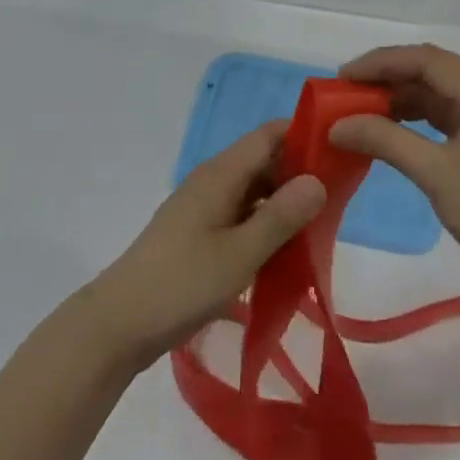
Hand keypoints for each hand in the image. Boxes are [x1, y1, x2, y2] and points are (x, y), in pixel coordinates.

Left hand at [82, 121, 325, 370]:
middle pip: (264, 161)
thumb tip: (318, 179)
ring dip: (284, 204)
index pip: (269, 135)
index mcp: (221, 174)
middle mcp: (212, 181)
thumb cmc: (182, 283)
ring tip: (321, 227)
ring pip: (253, 192)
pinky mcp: (198, 234)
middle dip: (300, 174)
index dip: (305, 135)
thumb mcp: (240, 254)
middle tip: (340, 200)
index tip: (341, 152)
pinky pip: (241, 216)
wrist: (118, 325)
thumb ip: (281, 216)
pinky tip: (286, 252)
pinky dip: (264, 225)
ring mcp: (203, 208)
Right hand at [330, 45, 459, 308]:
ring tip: (362, 114)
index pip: (425, 59)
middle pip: (434, 71)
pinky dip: (421, 119)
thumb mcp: (437, 176)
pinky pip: (453, 115)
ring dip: (403, 100)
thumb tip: (337, 125)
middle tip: (345, 96)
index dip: (379, 63)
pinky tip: (394, 131)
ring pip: (442, 93)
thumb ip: (385, 140)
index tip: (340, 78)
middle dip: (388, 79)